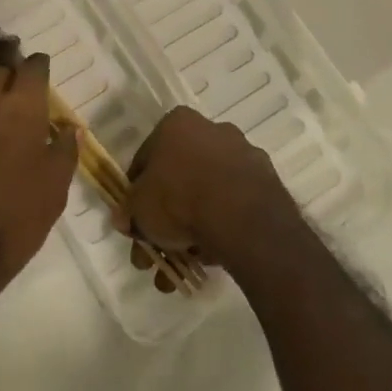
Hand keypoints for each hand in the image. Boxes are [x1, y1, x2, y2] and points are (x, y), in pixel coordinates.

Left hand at [0, 35, 76, 319]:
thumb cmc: (12, 223)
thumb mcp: (54, 191)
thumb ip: (63, 152)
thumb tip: (69, 128)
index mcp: (25, 107)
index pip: (35, 68)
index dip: (39, 65)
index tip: (39, 68)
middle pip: (0, 58)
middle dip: (9, 53)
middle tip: (11, 51)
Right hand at [120, 106, 291, 278]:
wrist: (241, 216)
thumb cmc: (179, 198)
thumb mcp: (139, 208)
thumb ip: (129, 212)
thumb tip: (124, 219)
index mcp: (177, 123)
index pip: (147, 158)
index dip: (137, 193)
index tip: (136, 220)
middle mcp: (212, 130)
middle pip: (180, 177)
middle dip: (166, 218)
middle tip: (158, 252)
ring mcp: (243, 155)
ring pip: (208, 194)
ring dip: (194, 228)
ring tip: (184, 267)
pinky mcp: (267, 183)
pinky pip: (234, 206)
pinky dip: (222, 228)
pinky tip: (212, 259)